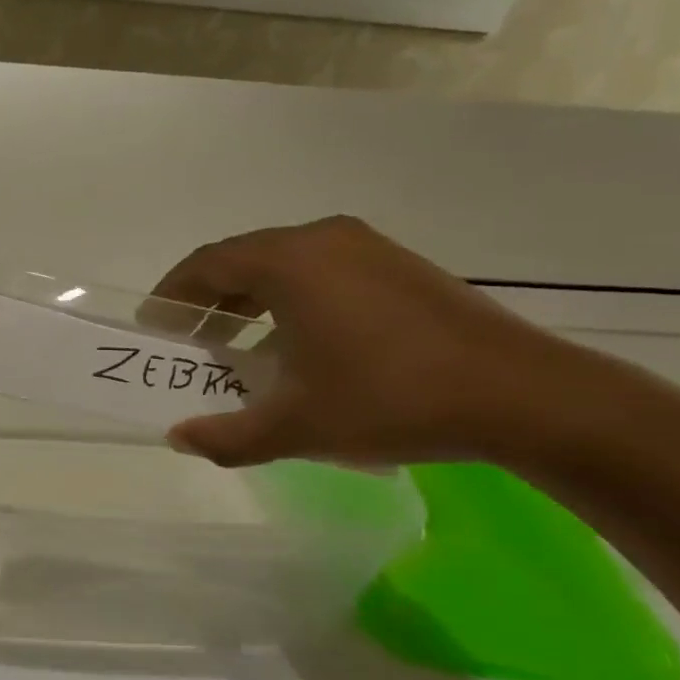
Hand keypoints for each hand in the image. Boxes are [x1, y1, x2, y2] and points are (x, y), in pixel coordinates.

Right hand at [152, 215, 573, 467]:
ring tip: (238, 348)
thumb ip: (227, 435)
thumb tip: (179, 438)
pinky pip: (322, 272)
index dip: (172, 294)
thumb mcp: (297, 426)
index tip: (154, 327)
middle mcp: (324, 240)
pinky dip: (291, 301)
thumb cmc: (391, 400)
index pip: (206, 264)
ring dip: (249, 302)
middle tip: (190, 342)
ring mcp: (368, 249)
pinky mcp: (400, 267)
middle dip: (208, 301)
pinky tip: (298, 347)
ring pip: (284, 265)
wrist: (526, 397)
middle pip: (242, 260)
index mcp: (290, 262)